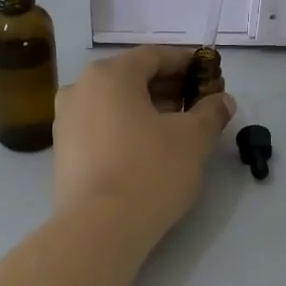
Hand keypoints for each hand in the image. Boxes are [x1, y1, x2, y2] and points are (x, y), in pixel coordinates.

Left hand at [53, 46, 234, 243]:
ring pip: (114, 103)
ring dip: (146, 109)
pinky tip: (146, 148)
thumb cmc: (149, 172)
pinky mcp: (63, 152)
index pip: (154, 56)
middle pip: (131, 78)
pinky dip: (125, 128)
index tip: (209, 73)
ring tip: (176, 128)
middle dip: (167, 87)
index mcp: (109, 75)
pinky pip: (100, 127)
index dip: (186, 62)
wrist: (98, 229)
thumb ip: (210, 113)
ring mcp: (65, 121)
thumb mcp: (192, 140)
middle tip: (198, 103)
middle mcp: (80, 89)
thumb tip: (222, 101)